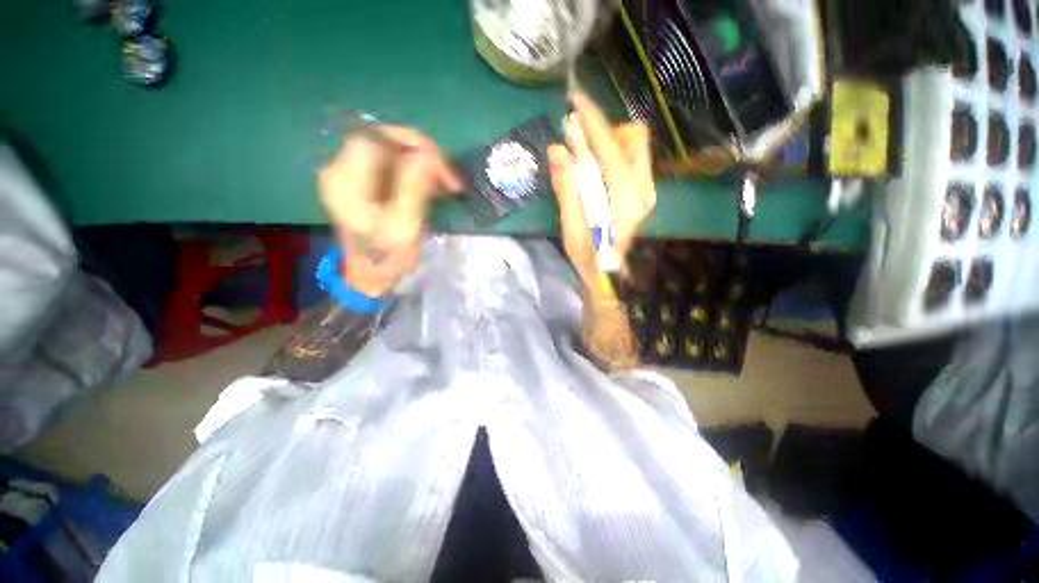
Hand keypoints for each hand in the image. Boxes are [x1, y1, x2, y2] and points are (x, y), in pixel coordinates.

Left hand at [319, 126, 462, 296]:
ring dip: (420, 160)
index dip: (412, 144)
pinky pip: (388, 160)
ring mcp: (347, 172)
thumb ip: (414, 188)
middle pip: (382, 138)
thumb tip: (429, 154)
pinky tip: (428, 183)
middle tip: (447, 177)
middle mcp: (339, 169)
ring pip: (388, 148)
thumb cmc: (388, 257)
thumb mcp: (404, 227)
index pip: (376, 138)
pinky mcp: (359, 178)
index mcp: (345, 182)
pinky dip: (412, 167)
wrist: (371, 274)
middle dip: (420, 152)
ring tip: (443, 183)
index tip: (442, 167)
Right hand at [548, 91, 655, 288]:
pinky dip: (612, 153)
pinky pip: (632, 159)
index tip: (575, 100)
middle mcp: (644, 189)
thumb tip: (557, 149)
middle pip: (633, 138)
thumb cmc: (587, 256)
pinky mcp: (643, 192)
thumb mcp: (572, 226)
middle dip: (605, 129)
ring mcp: (646, 190)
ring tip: (583, 152)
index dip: (593, 121)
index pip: (611, 149)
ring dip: (608, 140)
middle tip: (577, 135)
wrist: (607, 273)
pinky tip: (594, 165)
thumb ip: (567, 187)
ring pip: (634, 146)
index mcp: (626, 199)